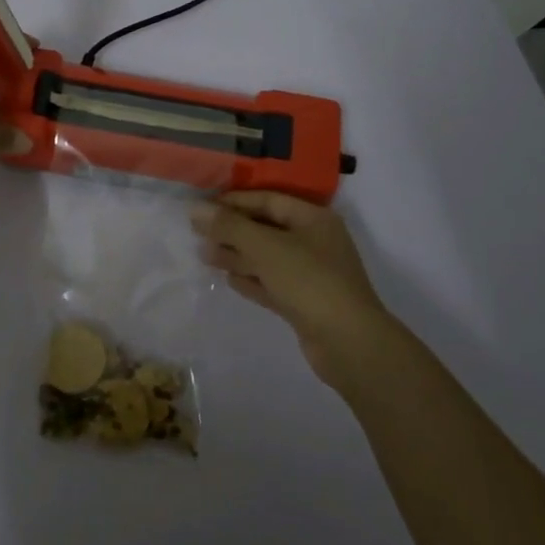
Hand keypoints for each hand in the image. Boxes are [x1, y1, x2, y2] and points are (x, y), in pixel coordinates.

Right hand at [191, 191, 399, 385]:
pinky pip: (272, 283)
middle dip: (232, 231)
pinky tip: (228, 279)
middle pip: (266, 228)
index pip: (268, 200)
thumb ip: (230, 226)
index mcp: (313, 219)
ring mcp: (311, 274)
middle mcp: (314, 242)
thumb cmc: (309, 281)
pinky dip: (251, 279)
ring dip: (237, 255)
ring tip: (204, 256)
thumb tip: (195, 208)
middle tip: (198, 234)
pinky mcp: (305, 303)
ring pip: (267, 258)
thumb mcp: (266, 247)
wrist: (349, 344)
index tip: (202, 208)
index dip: (234, 202)